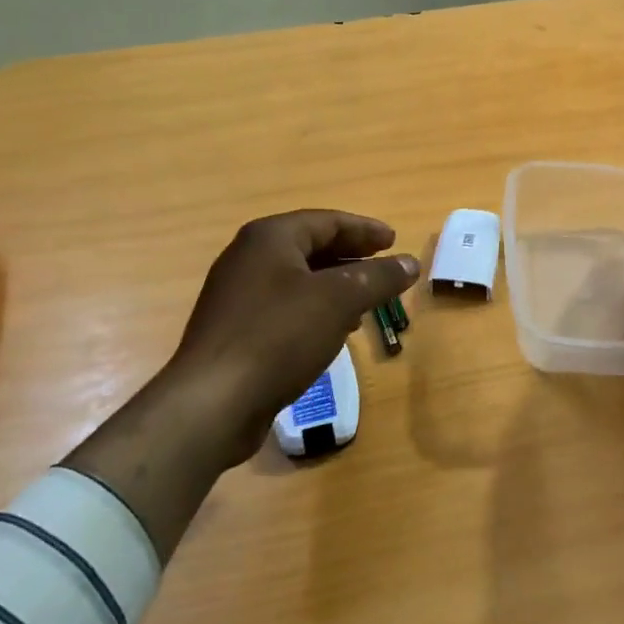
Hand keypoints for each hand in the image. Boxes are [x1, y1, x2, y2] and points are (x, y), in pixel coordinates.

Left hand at [159, 211, 419, 466]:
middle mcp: (249, 258)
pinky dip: (315, 309)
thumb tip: (410, 262)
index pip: (327, 221)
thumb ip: (379, 277)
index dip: (364, 229)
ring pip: (298, 279)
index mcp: (270, 238)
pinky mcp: (236, 330)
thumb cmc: (280, 336)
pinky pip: (285, 307)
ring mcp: (238, 295)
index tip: (394, 240)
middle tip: (384, 266)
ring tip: (367, 299)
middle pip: (310, 247)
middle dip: (351, 257)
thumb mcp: (340, 300)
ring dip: (335, 285)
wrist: (214, 402)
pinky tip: (334, 330)